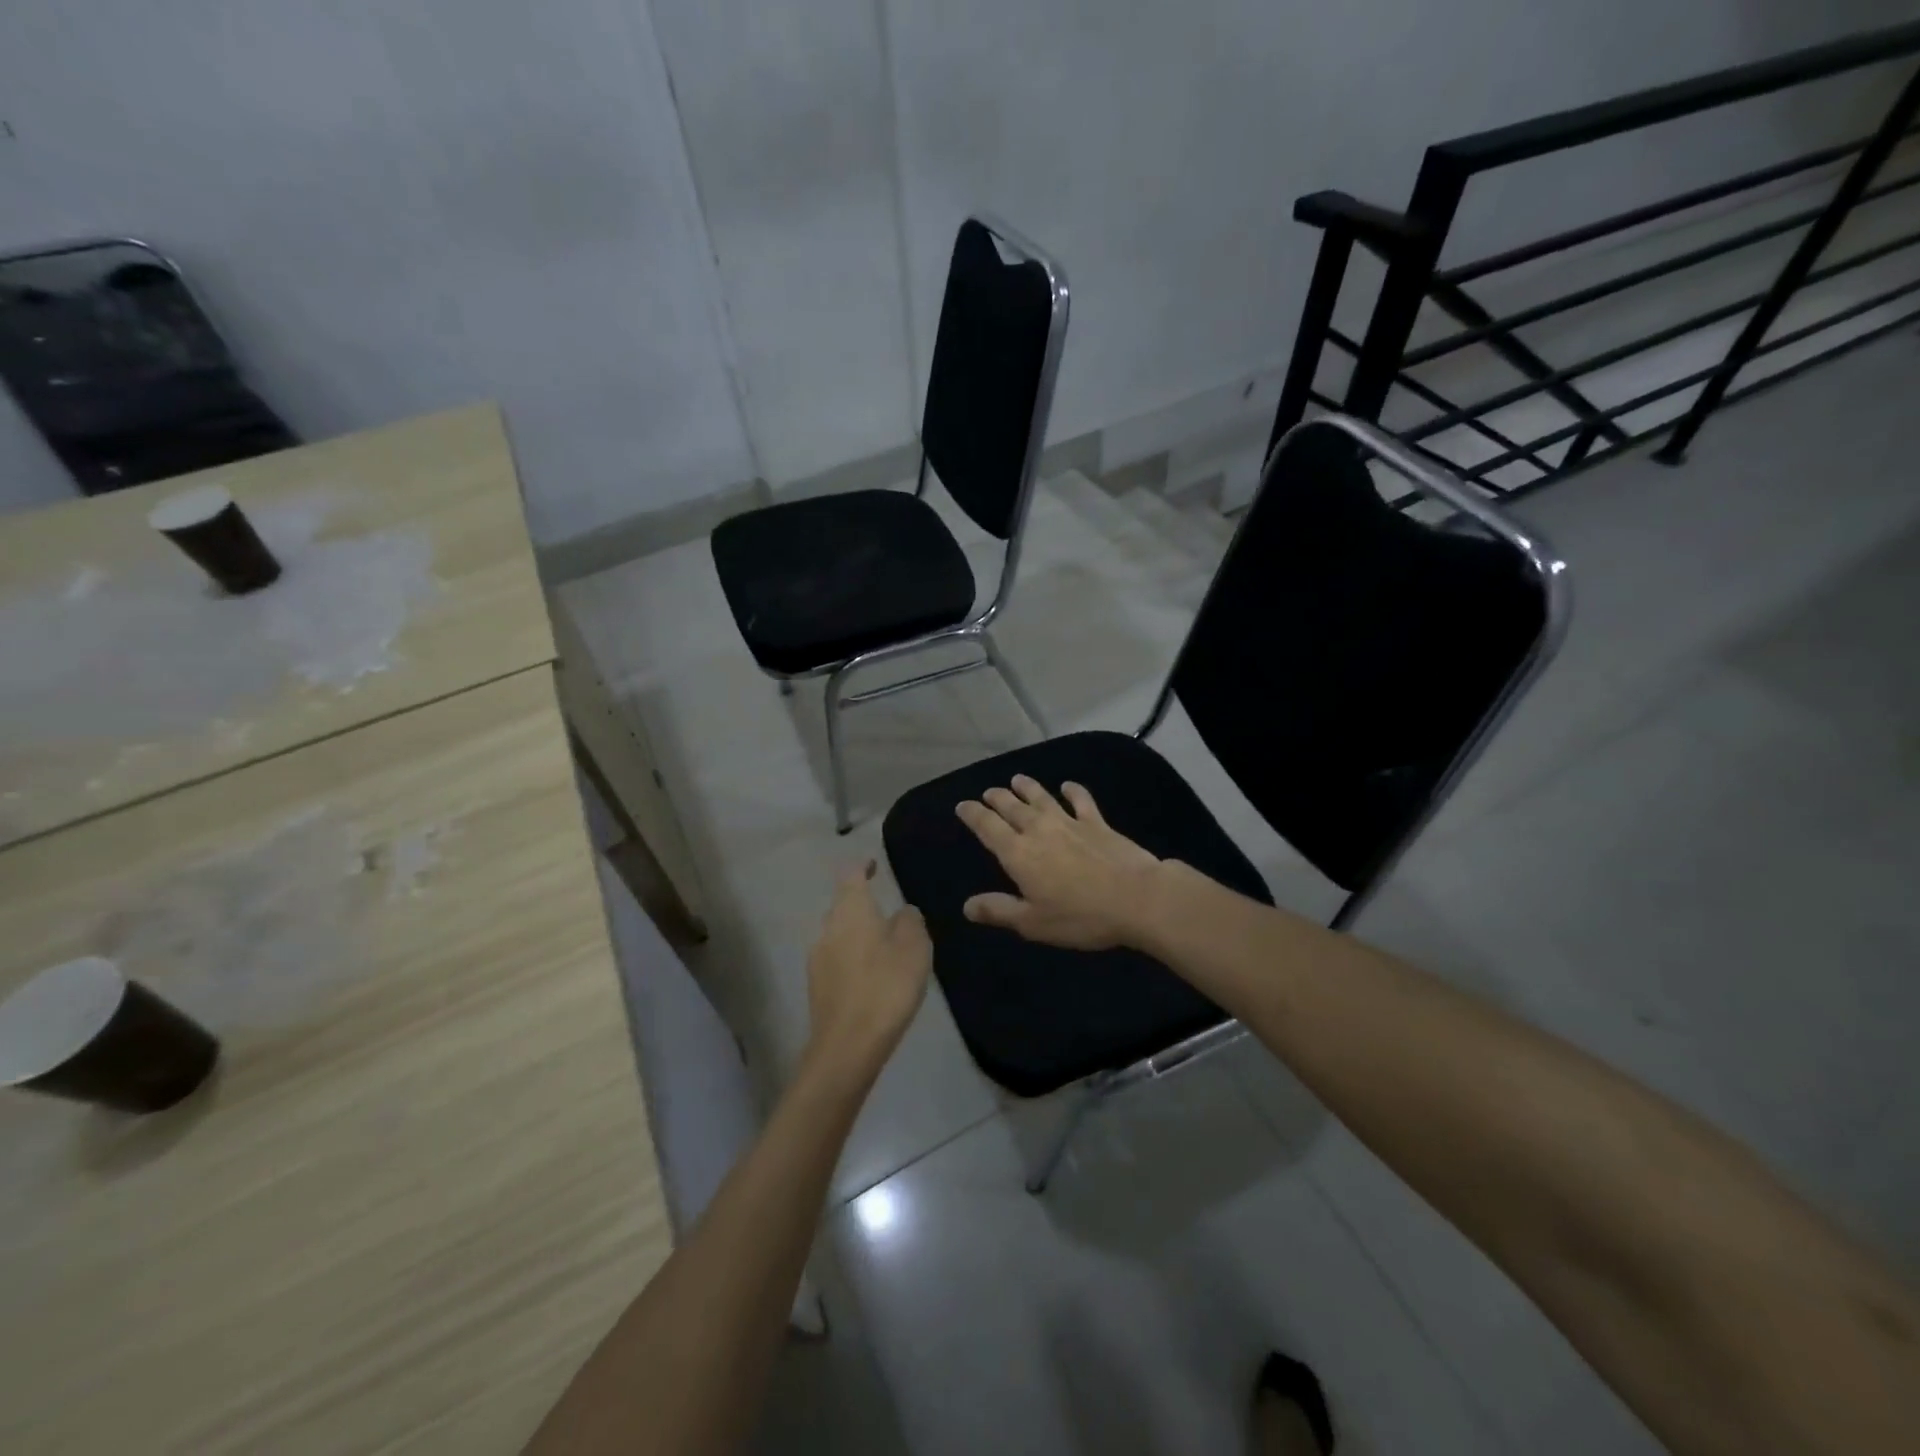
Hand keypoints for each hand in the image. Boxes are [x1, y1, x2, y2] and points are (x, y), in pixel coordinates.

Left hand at [804, 861, 930, 1080]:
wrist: (848, 1045)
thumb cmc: (886, 985)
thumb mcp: (914, 946)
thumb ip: (910, 920)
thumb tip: (902, 911)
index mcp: (851, 909)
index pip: (850, 874)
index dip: (862, 865)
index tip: (874, 864)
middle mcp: (828, 926)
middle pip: (843, 904)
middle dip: (862, 904)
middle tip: (888, 913)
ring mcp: (817, 957)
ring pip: (839, 933)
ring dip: (858, 933)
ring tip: (883, 947)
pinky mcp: (816, 985)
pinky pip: (836, 959)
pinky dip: (852, 958)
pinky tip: (871, 976)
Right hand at [955, 776, 1162, 949]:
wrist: (1136, 898)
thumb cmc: (1080, 916)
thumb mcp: (1033, 923)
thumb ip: (999, 910)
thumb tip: (967, 905)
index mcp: (1018, 854)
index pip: (988, 827)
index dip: (973, 814)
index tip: (962, 805)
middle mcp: (1039, 830)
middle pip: (1012, 807)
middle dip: (997, 798)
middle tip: (988, 792)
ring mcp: (1070, 823)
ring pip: (1042, 797)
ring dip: (1027, 787)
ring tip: (1017, 779)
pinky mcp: (1097, 823)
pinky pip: (1081, 800)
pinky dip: (1072, 791)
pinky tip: (1068, 785)